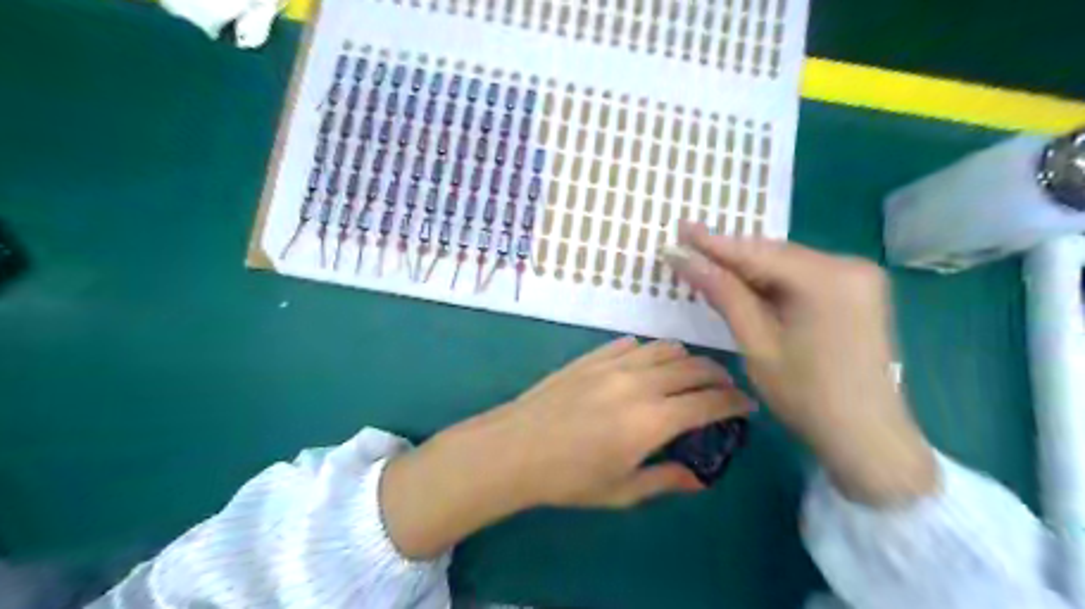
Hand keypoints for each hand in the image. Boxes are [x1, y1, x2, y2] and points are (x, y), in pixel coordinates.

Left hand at [378, 340, 751, 559]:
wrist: (514, 448)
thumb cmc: (567, 478)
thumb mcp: (621, 491)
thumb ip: (666, 479)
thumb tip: (699, 477)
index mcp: (652, 420)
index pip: (709, 402)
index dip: (735, 402)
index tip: (746, 406)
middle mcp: (640, 383)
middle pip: (694, 367)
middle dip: (718, 376)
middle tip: (723, 390)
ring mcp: (614, 364)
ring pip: (666, 348)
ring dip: (686, 360)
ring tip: (688, 376)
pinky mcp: (592, 356)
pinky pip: (632, 344)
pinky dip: (650, 352)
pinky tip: (647, 366)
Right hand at [666, 222, 936, 506]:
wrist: (867, 436)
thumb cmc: (806, 395)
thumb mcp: (757, 343)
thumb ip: (724, 294)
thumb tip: (685, 259)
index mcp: (826, 278)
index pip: (756, 252)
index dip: (712, 243)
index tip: (679, 229)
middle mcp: (848, 265)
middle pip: (773, 254)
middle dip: (729, 253)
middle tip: (687, 244)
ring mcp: (858, 277)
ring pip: (787, 264)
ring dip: (748, 267)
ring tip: (707, 261)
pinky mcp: (858, 291)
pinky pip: (803, 276)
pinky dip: (772, 280)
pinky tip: (745, 282)